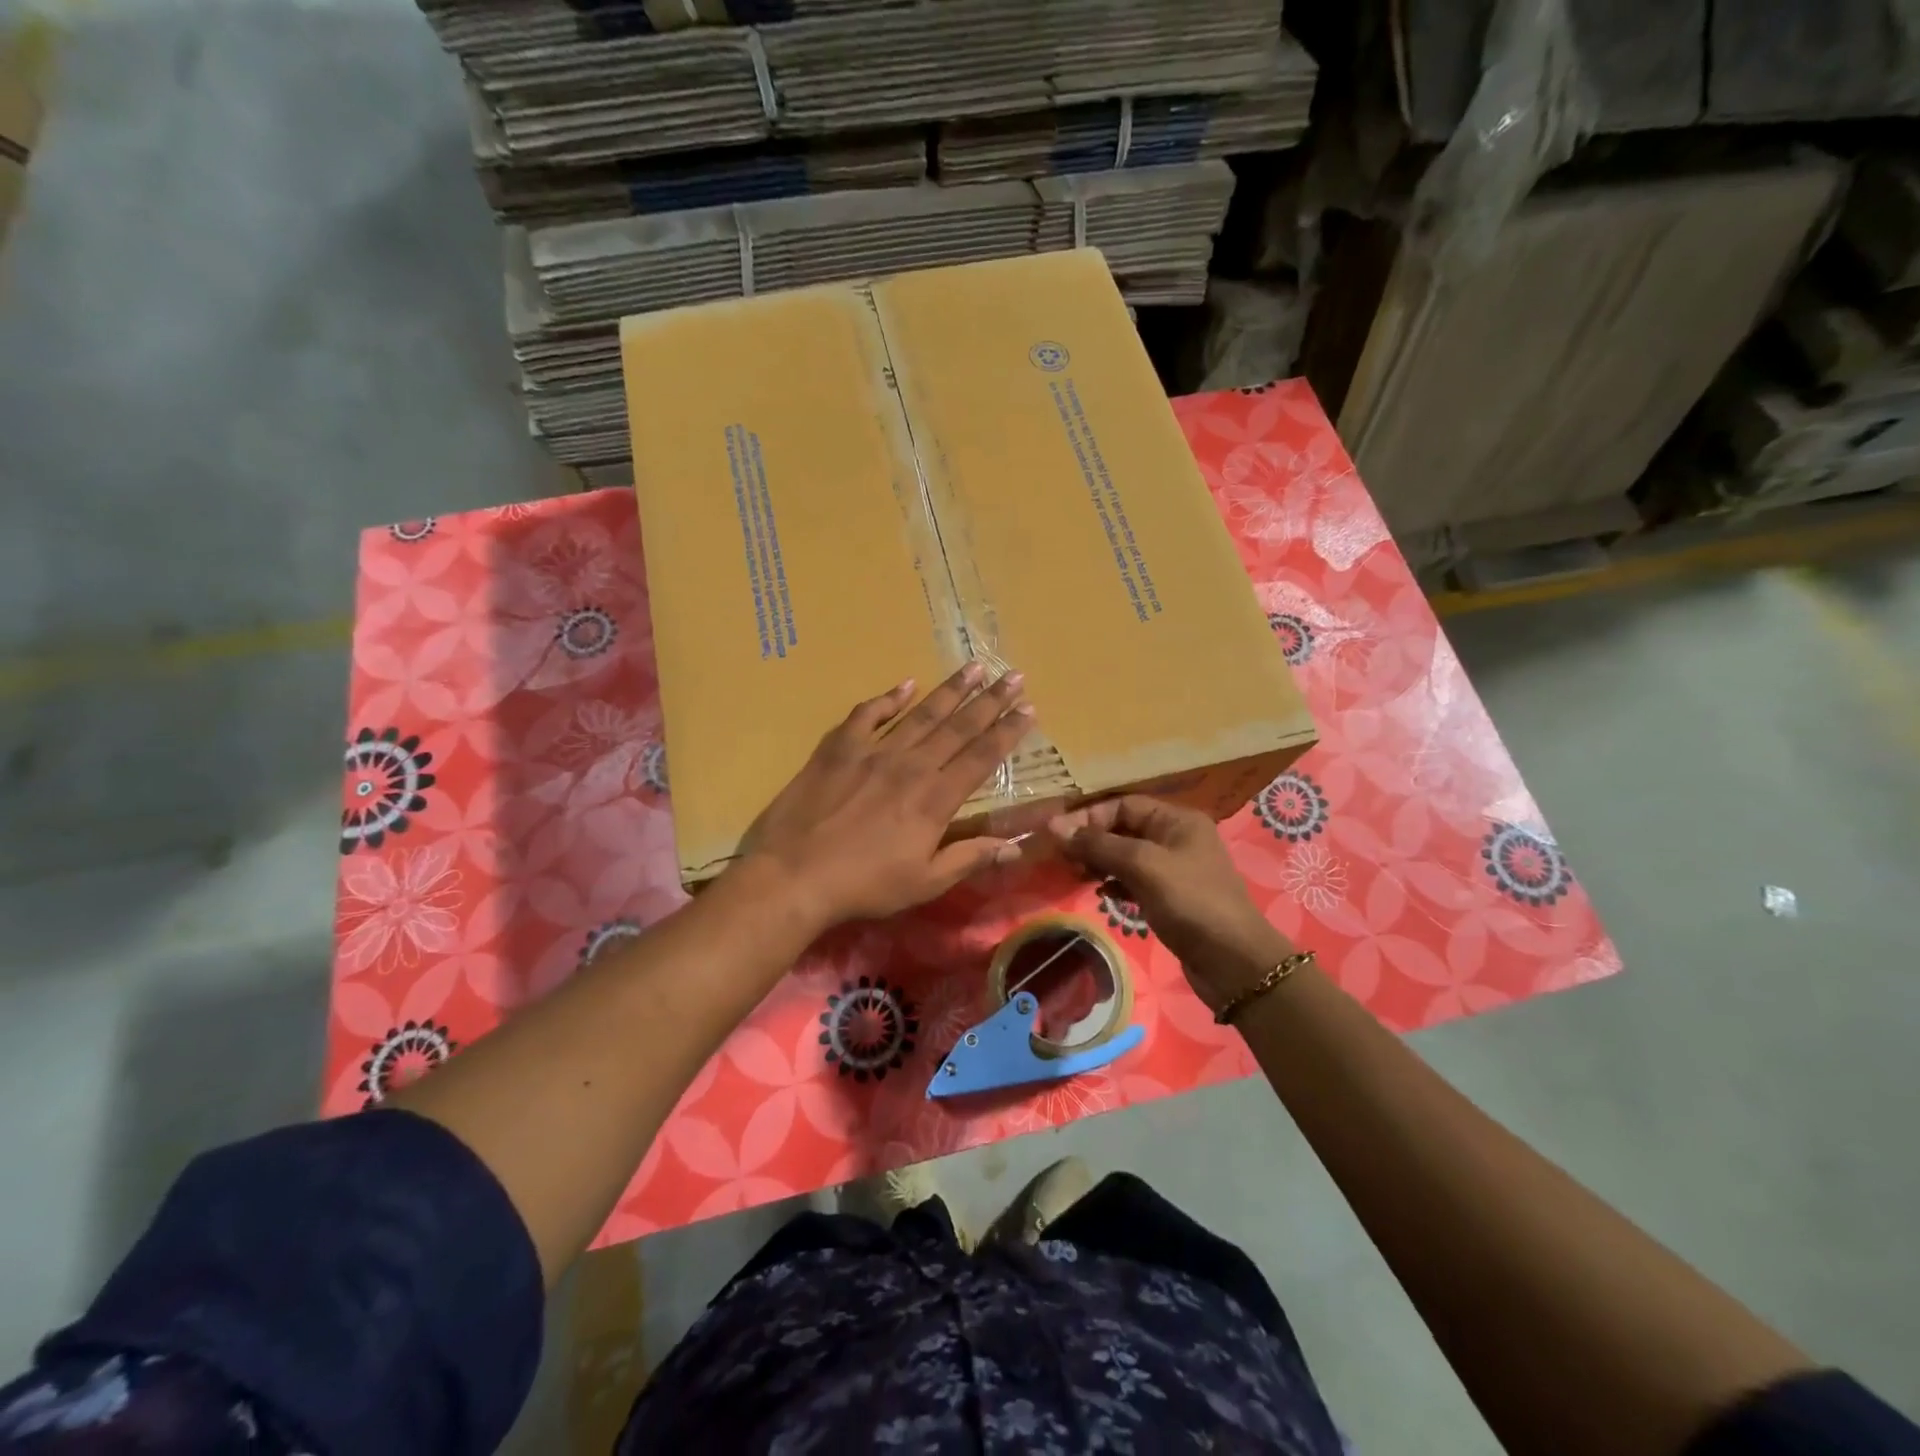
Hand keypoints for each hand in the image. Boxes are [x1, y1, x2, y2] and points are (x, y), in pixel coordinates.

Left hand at [735, 664, 1034, 931]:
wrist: (794, 874)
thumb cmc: (864, 885)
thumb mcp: (924, 883)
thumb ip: (970, 858)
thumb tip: (1016, 845)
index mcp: (935, 799)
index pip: (981, 757)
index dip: (1007, 732)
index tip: (1029, 708)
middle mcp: (911, 766)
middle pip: (958, 727)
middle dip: (989, 700)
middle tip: (1013, 675)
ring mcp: (873, 752)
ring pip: (920, 713)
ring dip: (949, 690)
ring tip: (973, 668)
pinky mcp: (838, 749)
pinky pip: (867, 715)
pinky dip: (888, 699)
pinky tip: (905, 685)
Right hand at [1047, 795, 1295, 1012]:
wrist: (1234, 963)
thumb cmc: (1191, 902)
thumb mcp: (1143, 866)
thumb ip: (1098, 845)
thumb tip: (1054, 827)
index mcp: (1178, 820)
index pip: (1123, 805)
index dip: (1090, 817)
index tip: (1059, 836)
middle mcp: (1177, 838)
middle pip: (1124, 829)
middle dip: (1092, 841)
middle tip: (1063, 858)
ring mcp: (1174, 870)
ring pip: (1126, 856)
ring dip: (1100, 862)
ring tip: (1076, 875)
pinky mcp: (1170, 898)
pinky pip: (1134, 881)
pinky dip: (1115, 883)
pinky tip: (1100, 893)